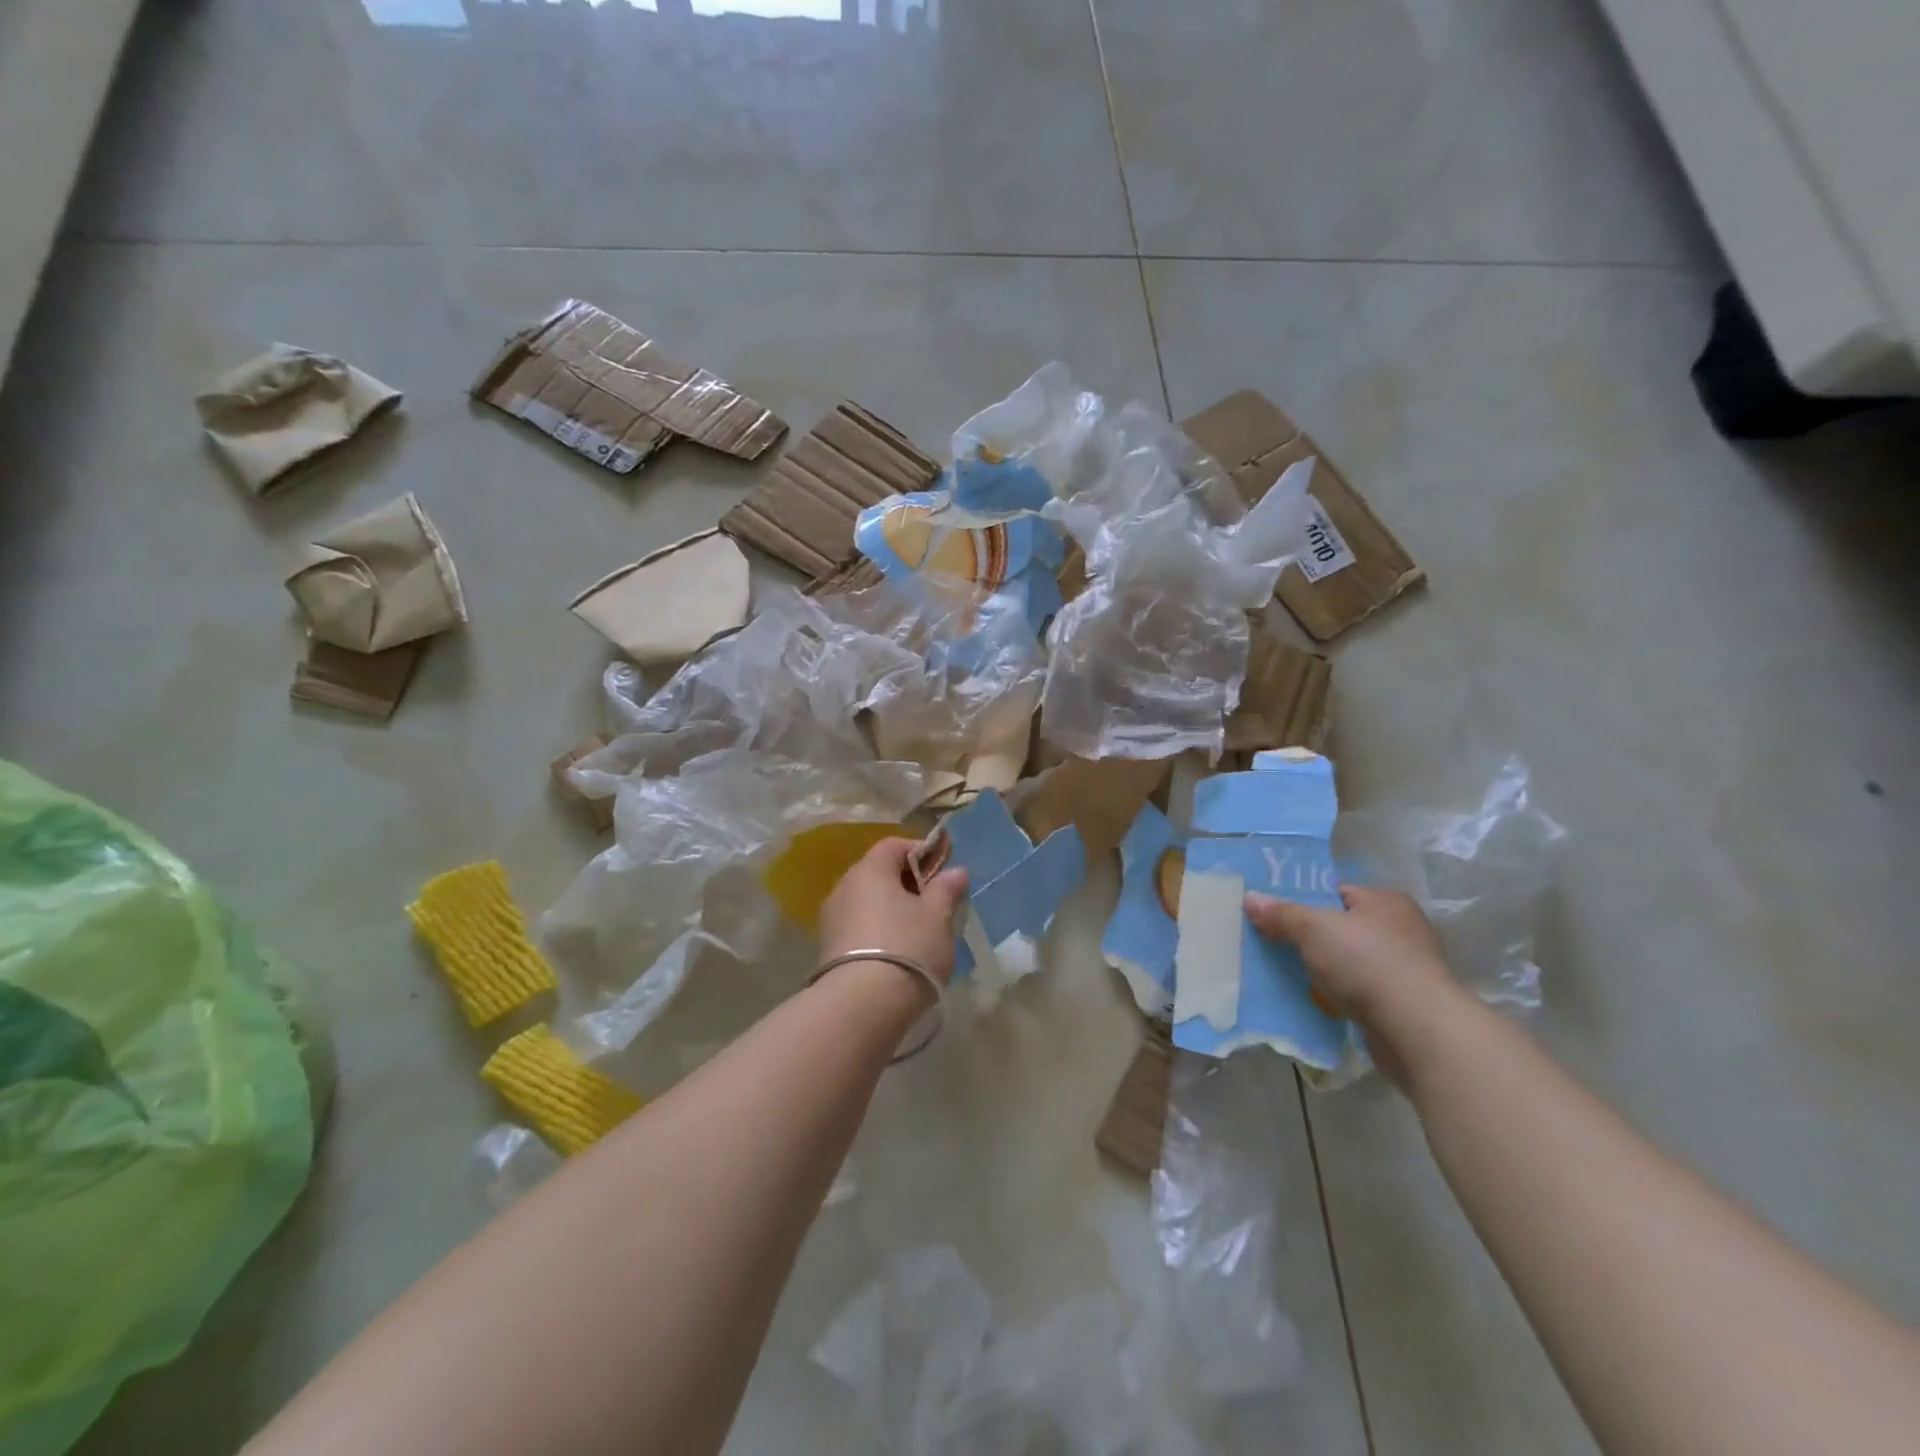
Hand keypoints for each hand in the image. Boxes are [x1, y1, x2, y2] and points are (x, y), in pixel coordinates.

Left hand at [818, 838, 969, 986]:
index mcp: (869, 870)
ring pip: (868, 902)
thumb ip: (946, 889)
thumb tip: (955, 871)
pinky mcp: (828, 950)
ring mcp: (832, 919)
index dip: (921, 851)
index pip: (894, 845)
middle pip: (878, 874)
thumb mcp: (938, 916)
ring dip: (891, 910)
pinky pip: (859, 928)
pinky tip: (897, 953)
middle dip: (907, 883)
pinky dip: (878, 932)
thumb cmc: (907, 946)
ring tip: (918, 932)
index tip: (943, 869)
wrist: (862, 1005)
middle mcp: (844, 887)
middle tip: (935, 903)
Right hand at [1244, 886, 1461, 1085]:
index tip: (1273, 915)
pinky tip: (1315, 1000)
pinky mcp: (1404, 1003)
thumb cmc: (1367, 963)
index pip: (1335, 892)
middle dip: (1309, 938)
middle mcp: (1401, 929)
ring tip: (1288, 973)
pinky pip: (1359, 990)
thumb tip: (1250, 898)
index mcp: (1385, 901)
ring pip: (1349, 961)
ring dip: (1323, 969)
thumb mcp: (1314, 929)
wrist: (1418, 1031)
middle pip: (1341, 927)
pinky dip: (1338, 994)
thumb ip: (1282, 914)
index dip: (1303, 901)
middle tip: (1273, 943)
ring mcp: (1406, 968)